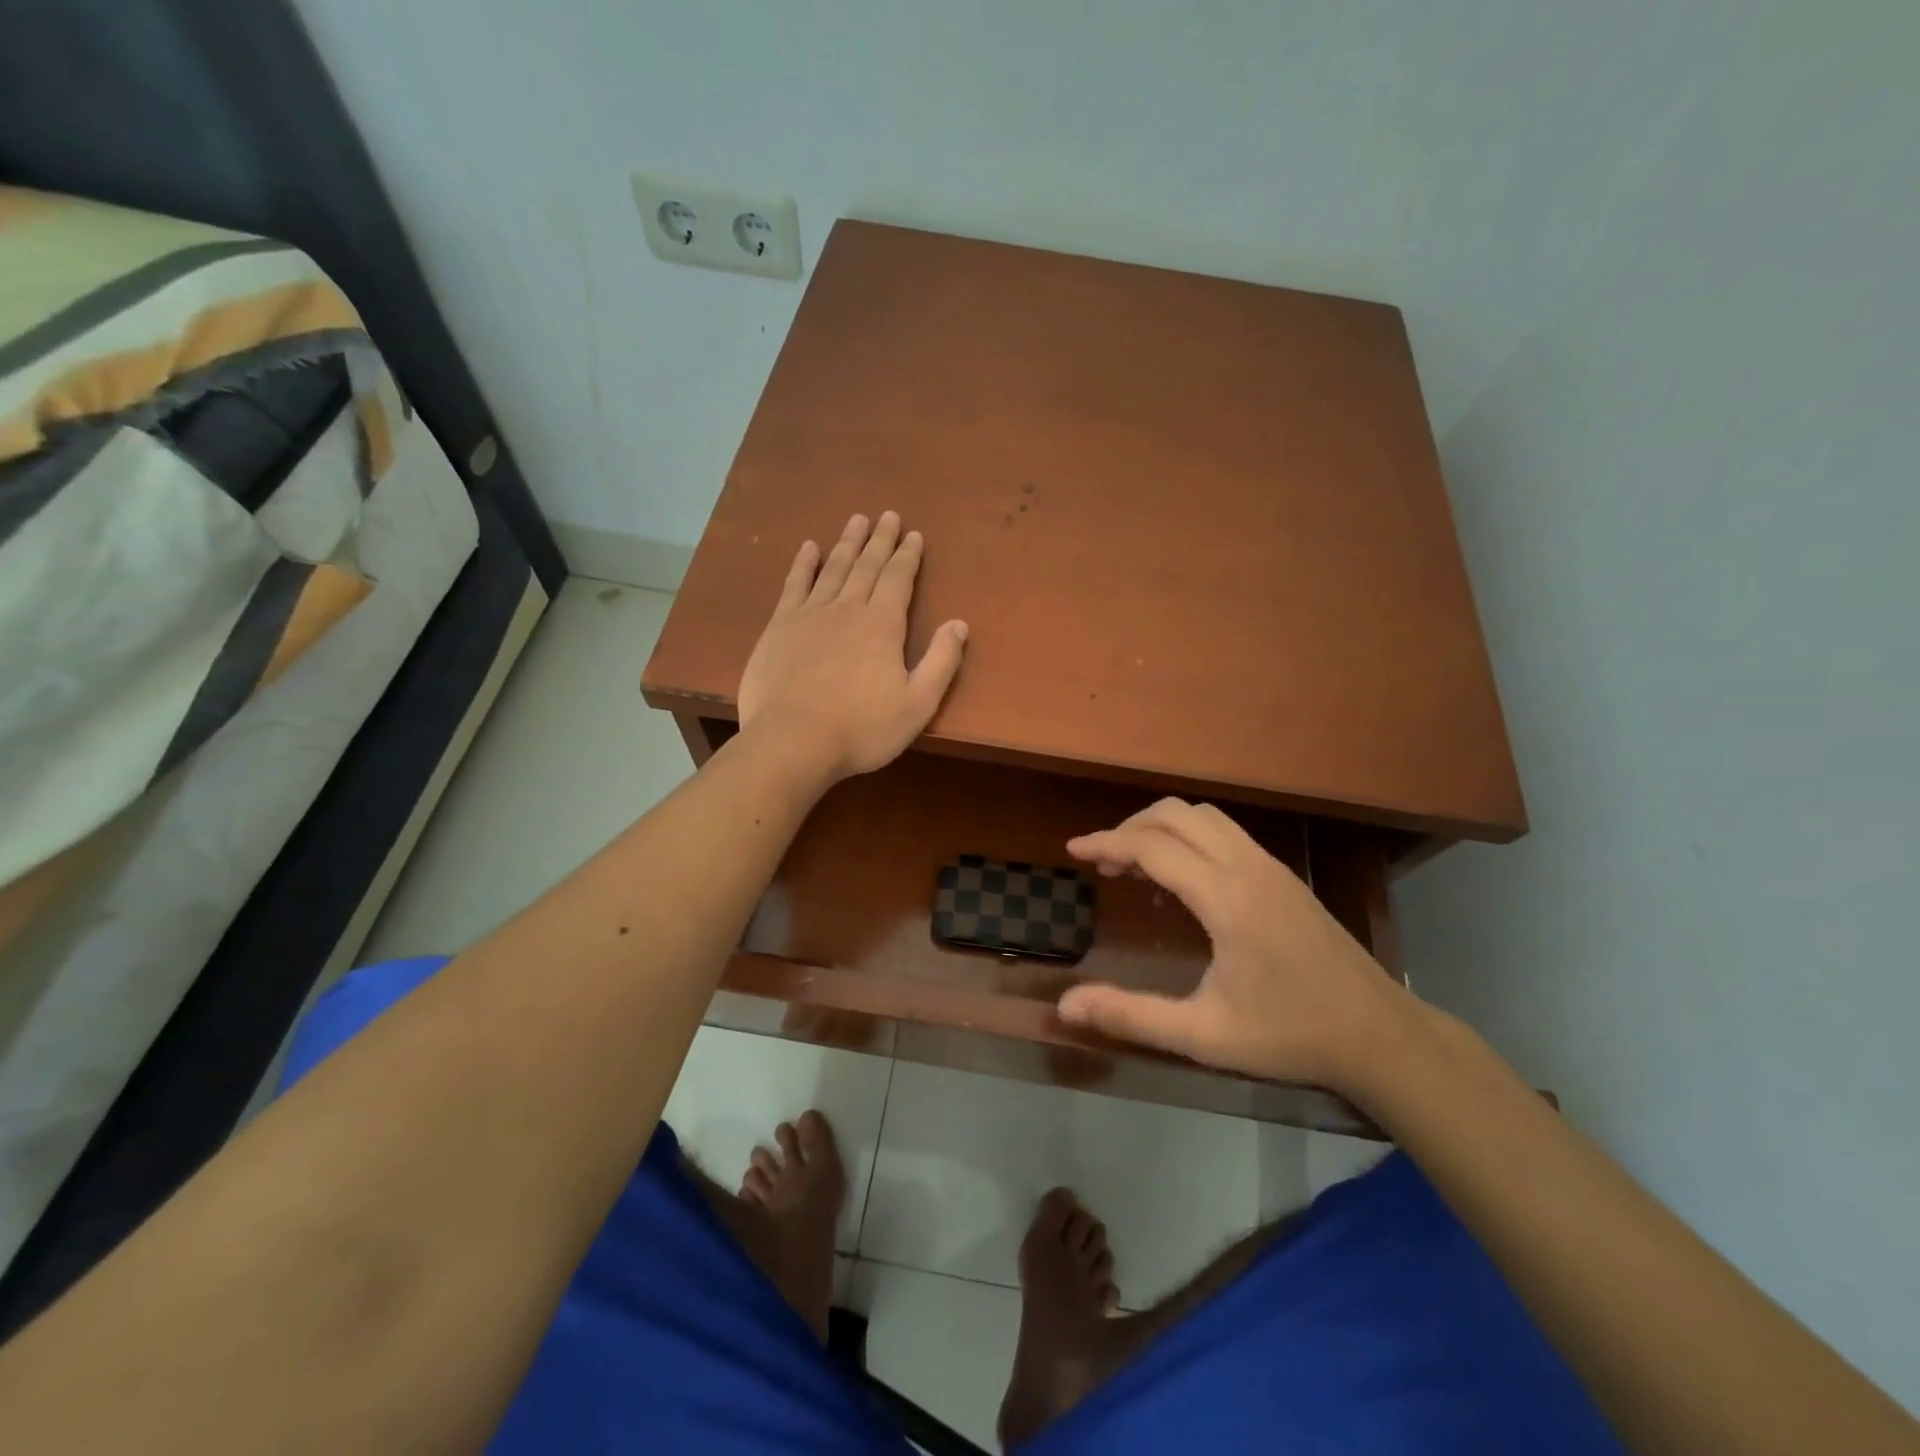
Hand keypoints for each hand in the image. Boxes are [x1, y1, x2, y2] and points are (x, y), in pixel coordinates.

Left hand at [738, 512, 968, 783]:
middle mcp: (847, 608)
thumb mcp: (917, 704)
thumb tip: (959, 624)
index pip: (899, 579)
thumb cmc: (861, 729)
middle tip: (888, 515)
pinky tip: (809, 548)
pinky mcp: (779, 627)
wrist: (793, 741)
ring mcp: (810, 614)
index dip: (908, 556)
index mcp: (882, 625)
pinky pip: (794, 585)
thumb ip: (941, 662)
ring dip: (847, 543)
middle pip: (867, 565)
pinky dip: (803, 564)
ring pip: (833, 568)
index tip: (914, 534)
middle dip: (880, 540)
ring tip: (856, 520)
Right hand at [1057, 800, 1415, 1087]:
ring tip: (1136, 863)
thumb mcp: (1204, 1035)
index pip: (1153, 847)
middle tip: (1103, 862)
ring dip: (1162, 826)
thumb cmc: (1289, 1035)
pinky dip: (1189, 835)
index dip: (1107, 842)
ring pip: (1204, 816)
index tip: (1072, 850)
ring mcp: (1270, 866)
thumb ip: (1132, 1016)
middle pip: (1177, 814)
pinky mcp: (1283, 875)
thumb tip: (1065, 1008)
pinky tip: (1181, 876)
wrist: (1379, 1035)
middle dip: (1131, 827)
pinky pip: (1224, 831)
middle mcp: (1247, 867)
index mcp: (1226, 898)